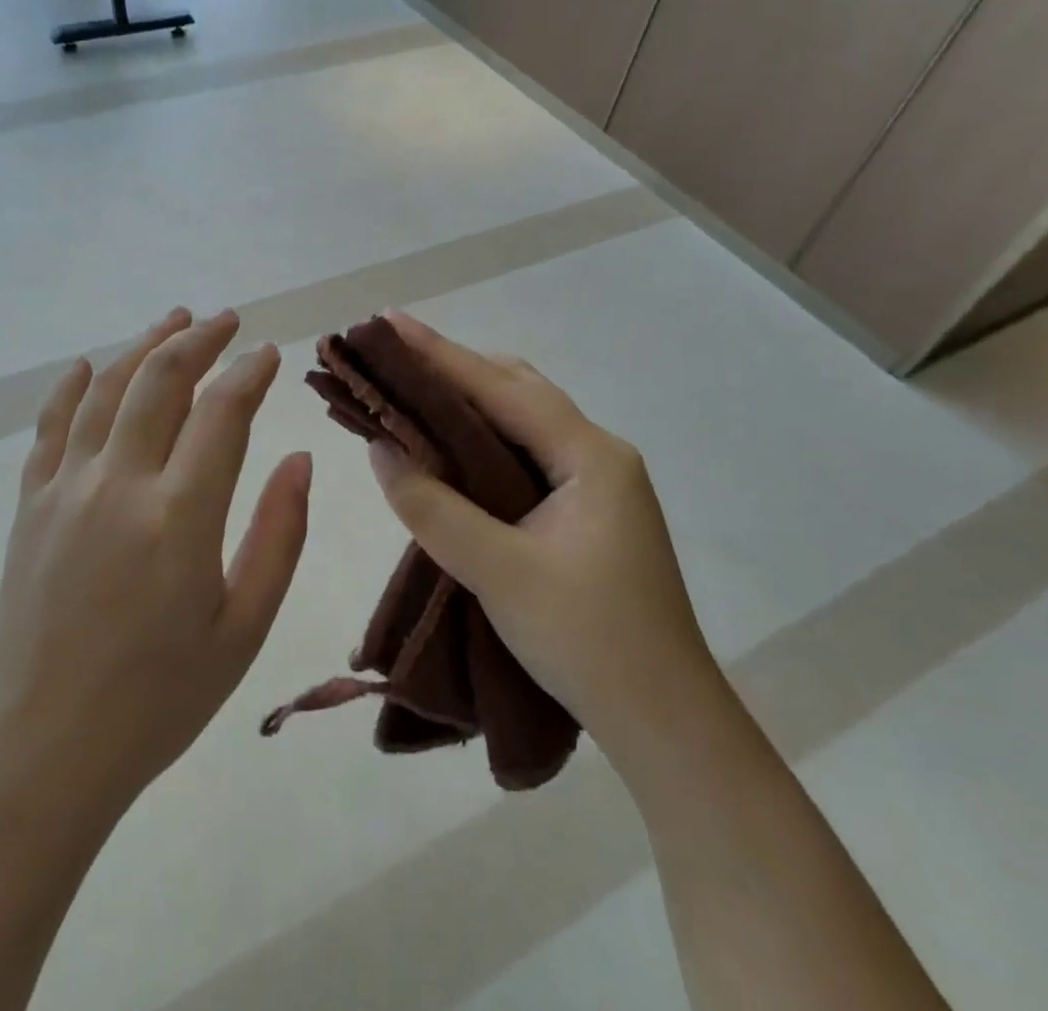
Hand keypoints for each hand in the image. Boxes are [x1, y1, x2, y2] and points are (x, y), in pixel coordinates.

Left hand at [0, 307, 311, 824]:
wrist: (39, 755)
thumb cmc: (156, 702)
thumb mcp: (242, 630)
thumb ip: (278, 536)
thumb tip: (299, 460)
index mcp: (179, 517)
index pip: (222, 412)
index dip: (249, 372)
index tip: (269, 353)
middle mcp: (118, 484)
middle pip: (161, 380)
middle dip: (199, 339)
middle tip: (226, 320)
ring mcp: (65, 490)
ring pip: (106, 389)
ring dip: (143, 346)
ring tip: (172, 320)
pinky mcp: (29, 507)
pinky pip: (50, 426)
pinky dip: (71, 387)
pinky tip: (87, 366)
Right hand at [365, 312, 717, 766]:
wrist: (666, 724)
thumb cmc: (588, 642)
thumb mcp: (498, 572)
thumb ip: (433, 507)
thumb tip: (380, 447)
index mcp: (589, 456)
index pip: (501, 388)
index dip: (440, 354)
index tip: (388, 323)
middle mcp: (597, 454)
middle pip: (516, 390)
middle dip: (454, 368)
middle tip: (393, 358)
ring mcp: (596, 483)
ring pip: (521, 420)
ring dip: (468, 401)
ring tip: (411, 390)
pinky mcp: (586, 510)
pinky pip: (524, 452)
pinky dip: (481, 438)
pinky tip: (450, 446)